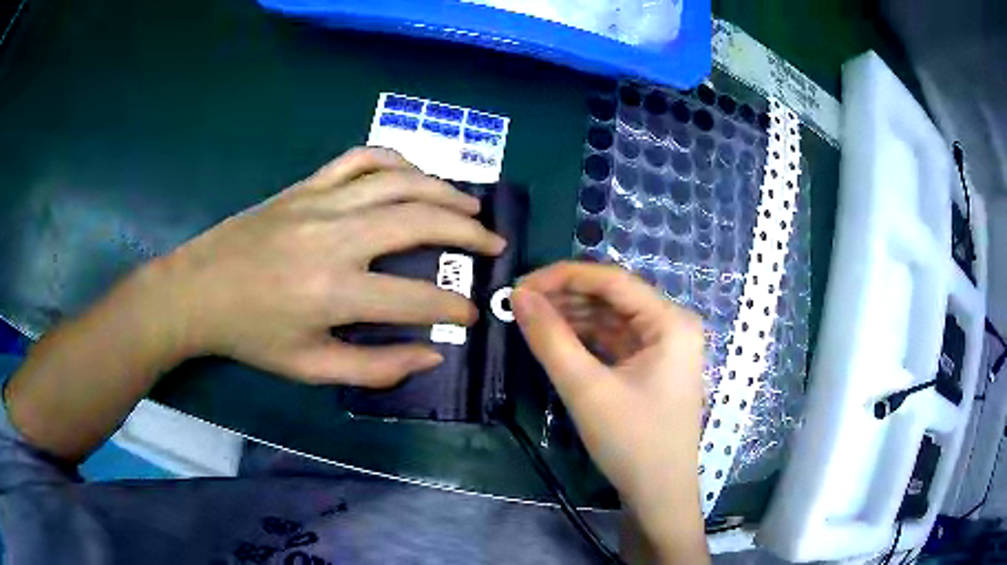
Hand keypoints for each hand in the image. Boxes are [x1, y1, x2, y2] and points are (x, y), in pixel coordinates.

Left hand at [158, 147, 505, 386]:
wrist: (199, 290)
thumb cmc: (251, 335)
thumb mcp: (309, 368)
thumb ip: (375, 368)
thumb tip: (431, 354)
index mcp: (334, 292)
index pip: (416, 299)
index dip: (452, 308)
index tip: (469, 315)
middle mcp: (336, 237)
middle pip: (420, 221)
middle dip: (468, 234)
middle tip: (494, 245)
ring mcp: (321, 201)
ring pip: (399, 181)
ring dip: (444, 191)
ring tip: (471, 205)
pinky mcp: (307, 184)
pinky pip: (361, 158)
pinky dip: (396, 160)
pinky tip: (413, 174)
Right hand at [512, 262, 707, 562]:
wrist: (659, 494)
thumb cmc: (632, 442)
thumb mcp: (586, 389)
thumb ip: (550, 338)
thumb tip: (519, 295)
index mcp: (670, 321)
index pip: (612, 280)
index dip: (563, 276)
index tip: (521, 285)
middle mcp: (672, 325)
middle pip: (613, 297)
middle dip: (566, 298)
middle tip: (519, 305)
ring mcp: (664, 347)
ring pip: (612, 318)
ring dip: (573, 317)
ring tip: (531, 320)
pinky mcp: (652, 366)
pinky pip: (615, 341)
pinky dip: (586, 339)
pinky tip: (556, 340)